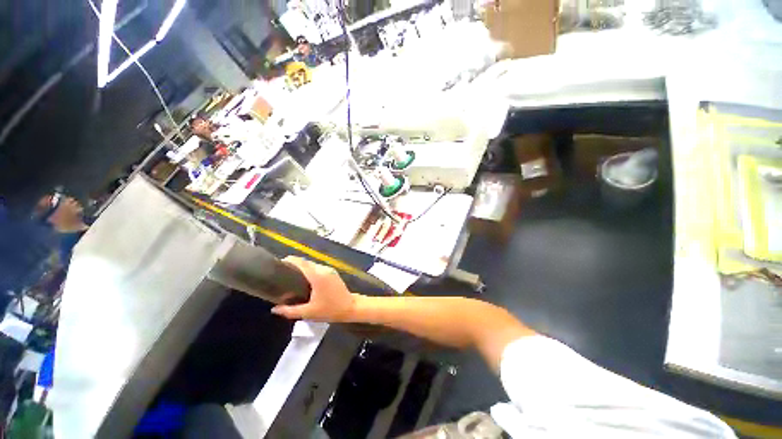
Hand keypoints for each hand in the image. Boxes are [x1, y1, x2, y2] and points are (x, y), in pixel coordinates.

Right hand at [271, 256, 356, 321]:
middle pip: (307, 262)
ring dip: (303, 267)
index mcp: (317, 276)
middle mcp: (323, 269)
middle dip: (295, 264)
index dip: (291, 260)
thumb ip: (290, 311)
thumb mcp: (308, 313)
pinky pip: (319, 268)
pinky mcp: (333, 273)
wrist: (350, 307)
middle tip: (283, 273)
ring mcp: (330, 270)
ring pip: (313, 265)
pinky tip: (304, 279)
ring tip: (291, 276)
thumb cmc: (330, 310)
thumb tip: (274, 309)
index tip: (280, 263)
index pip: (302, 262)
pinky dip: (310, 270)